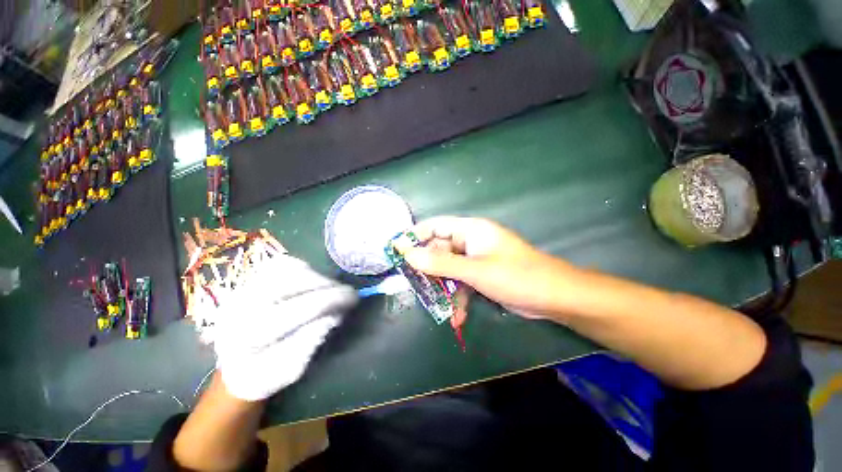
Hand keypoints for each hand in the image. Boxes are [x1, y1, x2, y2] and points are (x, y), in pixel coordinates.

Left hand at [212, 254, 357, 400]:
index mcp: (251, 334)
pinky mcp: (249, 279)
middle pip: (297, 281)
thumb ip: (312, 341)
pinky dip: (303, 270)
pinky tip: (310, 283)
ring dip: (317, 278)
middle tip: (346, 294)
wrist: (233, 366)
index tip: (354, 299)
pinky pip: (283, 264)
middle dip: (329, 286)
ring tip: (328, 291)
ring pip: (291, 268)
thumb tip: (334, 314)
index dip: (334, 299)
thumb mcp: (290, 369)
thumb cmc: (263, 374)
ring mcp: (244, 287)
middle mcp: (243, 304)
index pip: (302, 307)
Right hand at [399, 217, 574, 320]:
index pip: (435, 226)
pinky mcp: (482, 275)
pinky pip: (462, 282)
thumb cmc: (515, 276)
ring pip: (449, 269)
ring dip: (443, 288)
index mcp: (470, 230)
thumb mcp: (474, 270)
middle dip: (428, 268)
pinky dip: (458, 298)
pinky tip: (457, 317)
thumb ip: (440, 263)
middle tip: (415, 285)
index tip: (397, 251)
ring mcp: (476, 259)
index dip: (415, 236)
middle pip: (440, 249)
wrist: (555, 297)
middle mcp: (471, 241)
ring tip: (436, 305)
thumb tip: (407, 253)